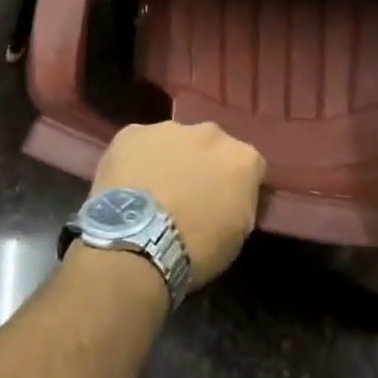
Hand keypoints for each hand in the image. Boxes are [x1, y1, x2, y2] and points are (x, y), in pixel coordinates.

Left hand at [91, 122, 266, 288]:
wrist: (139, 243)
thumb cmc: (197, 249)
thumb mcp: (238, 235)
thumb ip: (240, 202)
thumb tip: (232, 197)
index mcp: (242, 158)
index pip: (249, 166)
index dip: (236, 185)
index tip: (225, 204)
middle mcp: (210, 133)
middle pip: (211, 146)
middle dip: (202, 165)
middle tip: (188, 195)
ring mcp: (169, 128)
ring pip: (174, 141)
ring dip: (169, 159)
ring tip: (153, 191)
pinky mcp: (132, 133)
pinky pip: (139, 144)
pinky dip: (136, 160)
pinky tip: (128, 185)